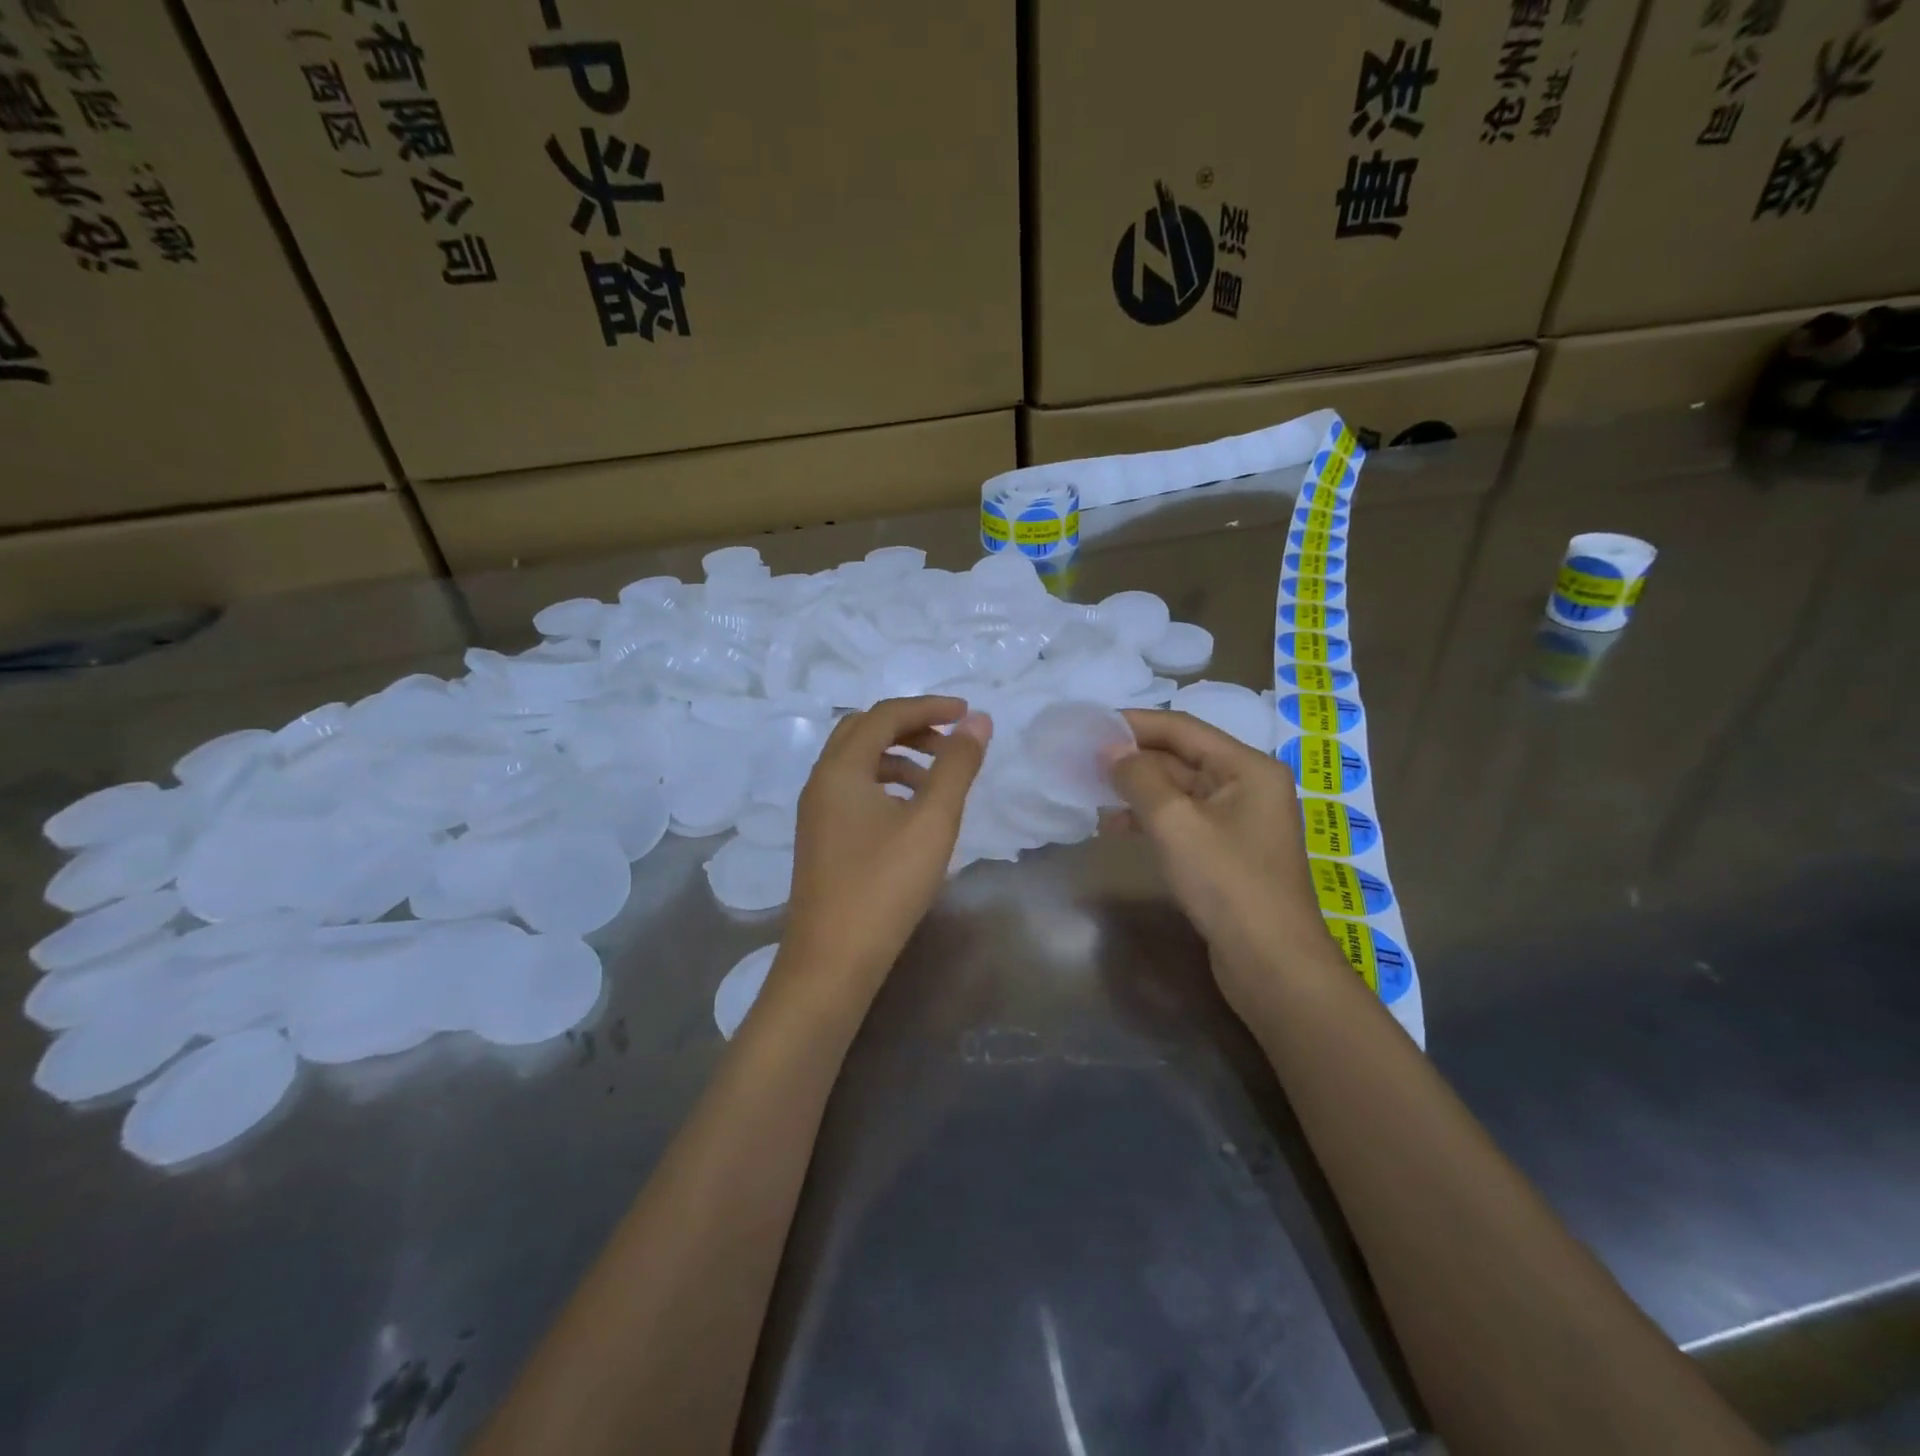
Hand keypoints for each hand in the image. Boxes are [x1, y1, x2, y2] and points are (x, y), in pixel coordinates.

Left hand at [787, 696, 991, 990]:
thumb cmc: (885, 885)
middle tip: (950, 741)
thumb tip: (978, 721)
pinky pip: (853, 790)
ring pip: (857, 762)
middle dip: (910, 727)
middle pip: (864, 731)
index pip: (885, 715)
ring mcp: (816, 812)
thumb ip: (956, 766)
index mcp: (841, 768)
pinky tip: (910, 813)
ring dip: (898, 757)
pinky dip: (885, 784)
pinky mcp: (821, 838)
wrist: (833, 960)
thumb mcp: (932, 821)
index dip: (929, 707)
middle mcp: (821, 781)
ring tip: (937, 780)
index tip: (967, 714)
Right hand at [1103, 709, 1332, 1005]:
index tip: (1090, 726)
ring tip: (1092, 795)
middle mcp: (1248, 785)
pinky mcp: (1228, 852)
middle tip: (1083, 761)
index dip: (1134, 724)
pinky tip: (1117, 828)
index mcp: (1248, 767)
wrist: (1271, 963)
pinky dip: (1151, 819)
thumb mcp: (1176, 823)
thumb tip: (1109, 750)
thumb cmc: (1227, 883)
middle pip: (1182, 758)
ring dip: (1137, 791)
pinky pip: (1184, 820)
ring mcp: (1240, 821)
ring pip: (1179, 791)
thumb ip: (1139, 778)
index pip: (1183, 729)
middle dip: (1133, 759)